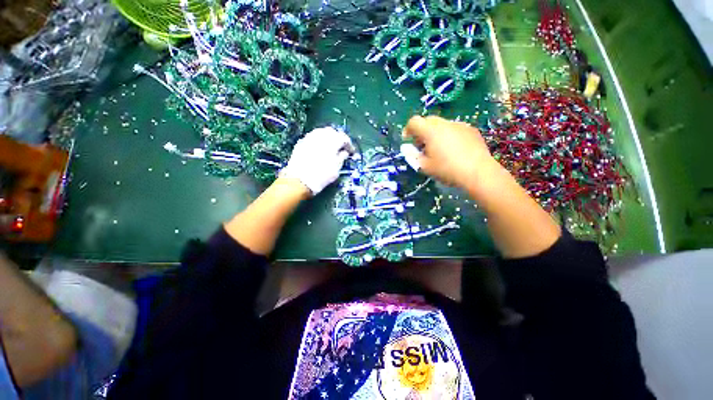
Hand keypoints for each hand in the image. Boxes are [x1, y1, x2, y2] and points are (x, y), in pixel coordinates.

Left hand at [281, 127, 353, 194]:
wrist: (299, 180)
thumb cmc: (322, 175)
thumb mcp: (336, 169)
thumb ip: (342, 157)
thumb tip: (344, 152)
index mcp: (332, 141)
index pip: (344, 138)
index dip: (349, 144)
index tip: (351, 152)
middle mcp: (321, 136)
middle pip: (332, 132)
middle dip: (338, 138)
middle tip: (341, 147)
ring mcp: (309, 138)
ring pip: (321, 132)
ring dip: (328, 138)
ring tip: (330, 147)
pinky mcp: (301, 142)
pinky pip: (312, 137)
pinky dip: (318, 140)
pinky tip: (319, 149)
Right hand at [403, 116, 499, 188]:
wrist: (478, 172)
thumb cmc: (447, 170)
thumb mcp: (425, 167)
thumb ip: (413, 156)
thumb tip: (408, 149)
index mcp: (430, 131)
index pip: (414, 122)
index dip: (408, 129)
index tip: (407, 140)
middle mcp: (444, 124)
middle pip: (428, 121)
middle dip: (421, 131)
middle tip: (421, 145)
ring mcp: (459, 125)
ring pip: (441, 124)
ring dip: (435, 133)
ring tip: (438, 148)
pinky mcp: (470, 129)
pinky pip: (454, 128)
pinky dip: (448, 135)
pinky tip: (453, 149)